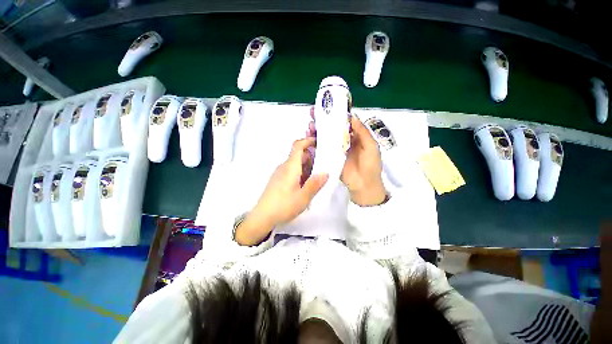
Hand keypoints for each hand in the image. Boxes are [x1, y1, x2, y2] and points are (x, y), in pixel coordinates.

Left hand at [235, 137, 328, 245]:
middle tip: (324, 164)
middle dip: (311, 157)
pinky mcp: (278, 180)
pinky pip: (291, 170)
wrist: (262, 217)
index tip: (318, 142)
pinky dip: (300, 172)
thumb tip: (326, 172)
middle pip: (298, 155)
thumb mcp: (303, 197)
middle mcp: (284, 167)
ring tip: (317, 175)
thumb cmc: (283, 206)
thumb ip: (315, 184)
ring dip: (307, 166)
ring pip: (295, 163)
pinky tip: (305, 184)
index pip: (297, 146)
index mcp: (290, 167)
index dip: (307, 141)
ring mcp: (280, 173)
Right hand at [307, 108, 386, 206]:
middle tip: (312, 113)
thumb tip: (351, 116)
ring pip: (325, 136)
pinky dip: (315, 142)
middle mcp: (344, 141)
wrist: (364, 185)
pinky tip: (309, 136)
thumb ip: (362, 132)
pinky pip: (321, 148)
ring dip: (317, 130)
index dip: (335, 114)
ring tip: (310, 125)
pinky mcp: (330, 158)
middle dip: (322, 120)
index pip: (344, 122)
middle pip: (332, 128)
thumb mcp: (371, 146)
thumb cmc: (370, 165)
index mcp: (355, 136)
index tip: (326, 107)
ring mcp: (335, 149)